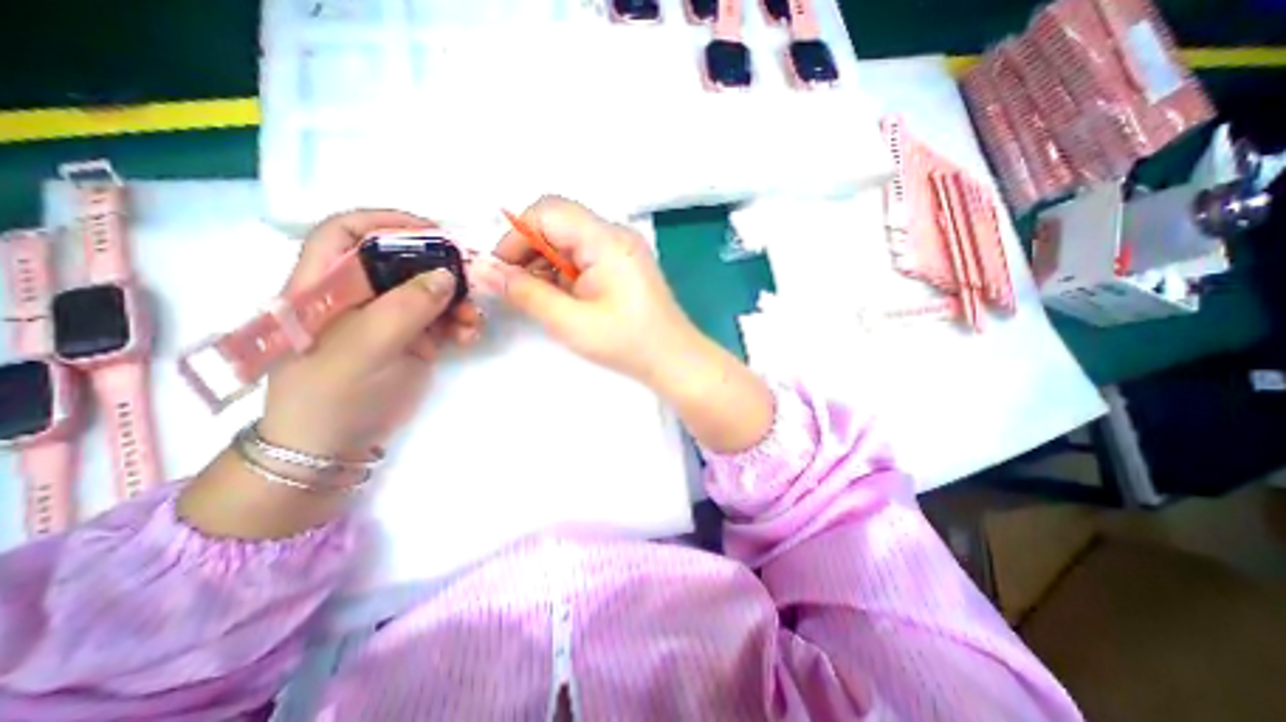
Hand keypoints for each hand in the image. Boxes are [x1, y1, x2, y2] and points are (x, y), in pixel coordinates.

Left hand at [256, 208, 481, 458]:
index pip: (348, 233)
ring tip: (474, 321)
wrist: (335, 445)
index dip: (387, 222)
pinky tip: (469, 337)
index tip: (433, 232)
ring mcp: (388, 318)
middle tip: (473, 281)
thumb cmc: (334, 393)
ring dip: (458, 302)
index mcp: (325, 286)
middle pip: (402, 262)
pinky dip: (459, 325)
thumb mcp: (366, 347)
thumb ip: (407, 307)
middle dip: (440, 269)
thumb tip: (447, 274)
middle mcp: (359, 295)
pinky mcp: (411, 339)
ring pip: (429, 292)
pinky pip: (442, 320)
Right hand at [472, 195, 771, 456]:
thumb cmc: (626, 343)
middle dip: (529, 250)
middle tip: (517, 288)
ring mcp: (622, 249)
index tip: (501, 271)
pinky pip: (584, 254)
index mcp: (606, 240)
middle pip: (557, 221)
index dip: (516, 236)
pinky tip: (561, 297)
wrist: (674, 360)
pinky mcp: (623, 264)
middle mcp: (615, 234)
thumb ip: (524, 293)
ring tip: (540, 297)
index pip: (547, 211)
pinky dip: (564, 271)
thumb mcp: (570, 321)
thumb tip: (482, 270)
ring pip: (568, 239)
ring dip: (545, 262)